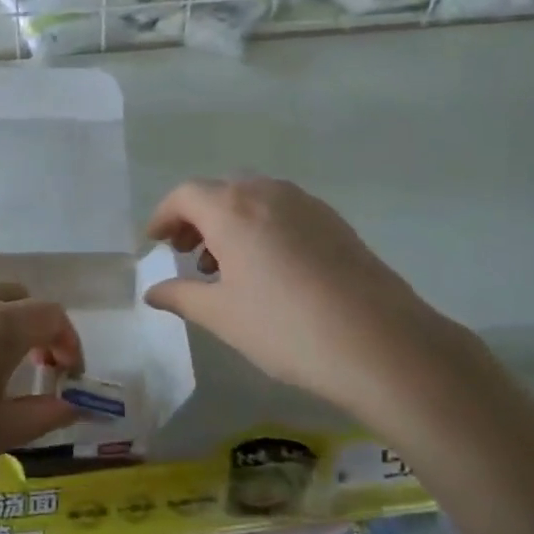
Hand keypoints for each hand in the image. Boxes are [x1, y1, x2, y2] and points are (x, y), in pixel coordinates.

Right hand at [143, 177, 486, 420]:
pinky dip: (261, 227)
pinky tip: (268, 269)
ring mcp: (305, 203)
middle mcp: (266, 193)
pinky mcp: (334, 221)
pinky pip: (283, 211)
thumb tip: (153, 291)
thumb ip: (181, 296)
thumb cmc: (285, 327)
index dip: (164, 215)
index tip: (155, 242)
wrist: (380, 342)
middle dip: (196, 218)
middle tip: (186, 254)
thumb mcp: (223, 316)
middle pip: (219, 192)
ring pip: (253, 199)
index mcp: (232, 208)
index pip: (185, 195)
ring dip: (229, 222)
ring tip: (226, 267)